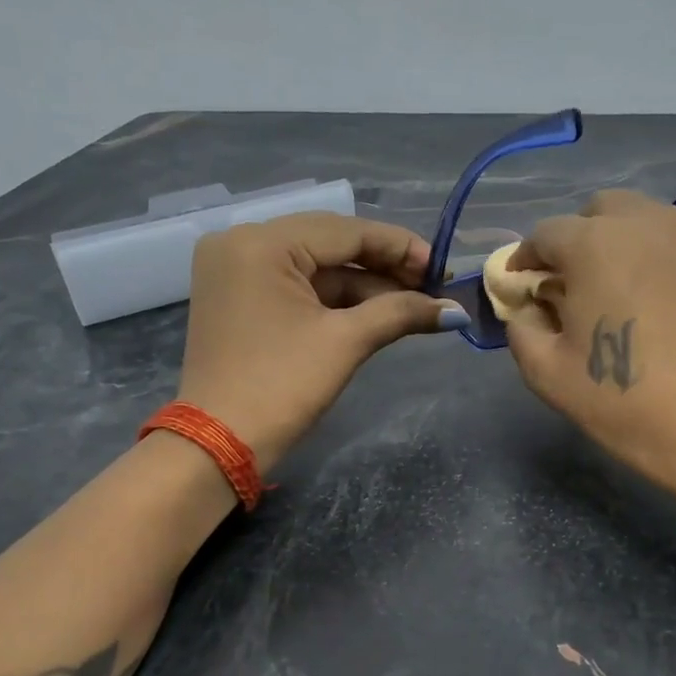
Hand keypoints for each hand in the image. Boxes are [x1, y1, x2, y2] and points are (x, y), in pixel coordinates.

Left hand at [176, 213, 462, 469]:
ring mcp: (236, 271)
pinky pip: (297, 286)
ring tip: (414, 305)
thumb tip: (457, 312)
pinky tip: (377, 313)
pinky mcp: (239, 298)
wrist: (219, 444)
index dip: (400, 247)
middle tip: (432, 288)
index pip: (345, 231)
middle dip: (384, 268)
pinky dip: (335, 300)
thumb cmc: (281, 386)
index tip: (443, 269)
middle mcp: (242, 243)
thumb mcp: (345, 342)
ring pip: (316, 267)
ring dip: (364, 287)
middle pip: (330, 244)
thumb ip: (401, 313)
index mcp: (261, 242)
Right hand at [501, 191, 675, 500]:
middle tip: (566, 286)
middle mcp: (643, 223)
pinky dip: (650, 253)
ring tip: (610, 288)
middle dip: (573, 240)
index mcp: (594, 244)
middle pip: (595, 211)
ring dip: (613, 241)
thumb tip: (528, 307)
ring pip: (638, 218)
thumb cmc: (623, 401)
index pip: (545, 235)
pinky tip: (649, 297)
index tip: (520, 288)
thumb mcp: (546, 373)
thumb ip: (522, 327)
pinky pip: (671, 239)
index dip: (525, 260)